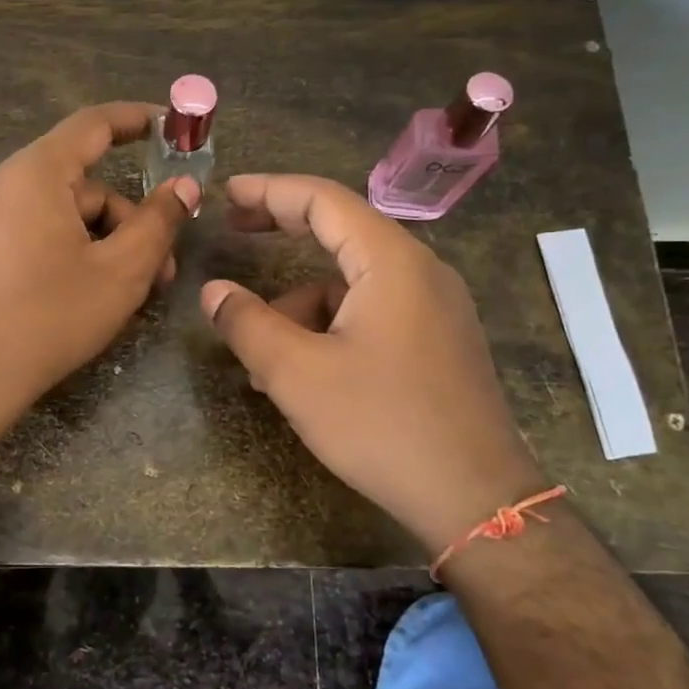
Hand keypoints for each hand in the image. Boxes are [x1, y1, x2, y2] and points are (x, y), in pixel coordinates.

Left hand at [0, 102, 198, 431]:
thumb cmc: (48, 317)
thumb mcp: (120, 272)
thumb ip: (158, 223)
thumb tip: (184, 187)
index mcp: (36, 174)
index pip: (93, 124)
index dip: (136, 120)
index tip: (170, 127)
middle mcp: (2, 186)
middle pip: (81, 186)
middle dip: (128, 221)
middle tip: (161, 270)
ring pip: (57, 217)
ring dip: (100, 244)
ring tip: (124, 295)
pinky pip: (29, 237)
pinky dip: (65, 255)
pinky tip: (80, 297)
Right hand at [200, 174, 542, 554]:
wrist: (474, 497)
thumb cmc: (382, 425)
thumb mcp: (297, 374)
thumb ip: (247, 323)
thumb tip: (214, 291)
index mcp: (391, 262)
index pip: (323, 200)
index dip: (269, 191)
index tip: (226, 194)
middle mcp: (420, 271)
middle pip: (341, 230)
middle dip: (283, 230)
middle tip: (234, 229)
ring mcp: (434, 306)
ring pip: (352, 282)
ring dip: (301, 303)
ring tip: (262, 354)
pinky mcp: (437, 339)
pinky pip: (372, 311)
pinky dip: (330, 326)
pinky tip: (304, 372)